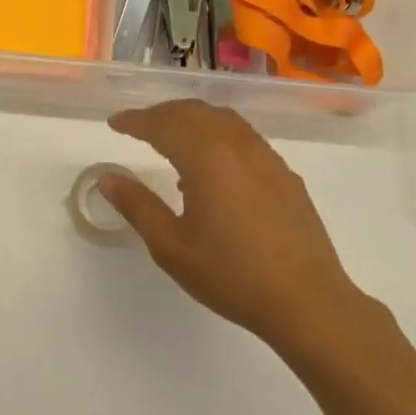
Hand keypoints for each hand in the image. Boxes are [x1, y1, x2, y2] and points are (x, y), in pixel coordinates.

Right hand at [99, 100, 391, 358]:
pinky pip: (244, 138)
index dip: (135, 121)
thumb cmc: (231, 276)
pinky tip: (212, 169)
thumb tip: (108, 178)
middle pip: (194, 113)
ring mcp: (266, 158)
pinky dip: (217, 136)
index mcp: (206, 158)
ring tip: (171, 140)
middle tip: (138, 126)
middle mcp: (237, 146)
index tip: (114, 124)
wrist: (307, 301)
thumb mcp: (171, 246)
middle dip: (162, 114)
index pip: (163, 124)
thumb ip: (137, 206)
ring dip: (192, 120)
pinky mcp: (285, 175)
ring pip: (223, 120)